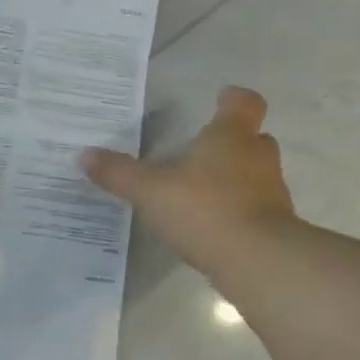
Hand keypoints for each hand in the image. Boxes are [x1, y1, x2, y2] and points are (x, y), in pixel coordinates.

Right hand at [81, 86, 296, 276]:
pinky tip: (213, 226)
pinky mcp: (275, 226)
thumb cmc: (204, 208)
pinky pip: (256, 209)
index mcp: (231, 136)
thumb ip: (119, 173)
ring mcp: (272, 192)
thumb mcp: (150, 191)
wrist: (256, 260)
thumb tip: (84, 155)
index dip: (233, 100)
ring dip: (236, 179)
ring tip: (203, 192)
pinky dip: (239, 212)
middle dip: (233, 142)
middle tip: (204, 151)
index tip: (222, 99)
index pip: (244, 104)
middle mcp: (258, 157)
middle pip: (253, 139)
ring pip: (256, 175)